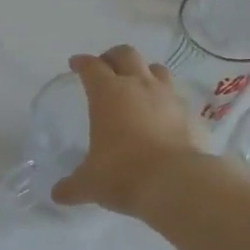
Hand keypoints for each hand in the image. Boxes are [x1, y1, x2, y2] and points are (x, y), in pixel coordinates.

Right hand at [52, 45, 206, 215]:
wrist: (178, 183)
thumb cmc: (123, 174)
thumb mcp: (90, 183)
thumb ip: (73, 186)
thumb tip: (57, 195)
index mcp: (108, 94)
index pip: (92, 67)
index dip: (82, 63)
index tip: (75, 64)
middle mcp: (139, 87)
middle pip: (126, 55)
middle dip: (113, 57)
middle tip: (105, 67)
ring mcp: (169, 98)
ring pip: (157, 69)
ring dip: (144, 72)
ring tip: (137, 85)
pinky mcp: (191, 115)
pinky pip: (177, 97)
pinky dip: (166, 100)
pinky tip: (162, 116)